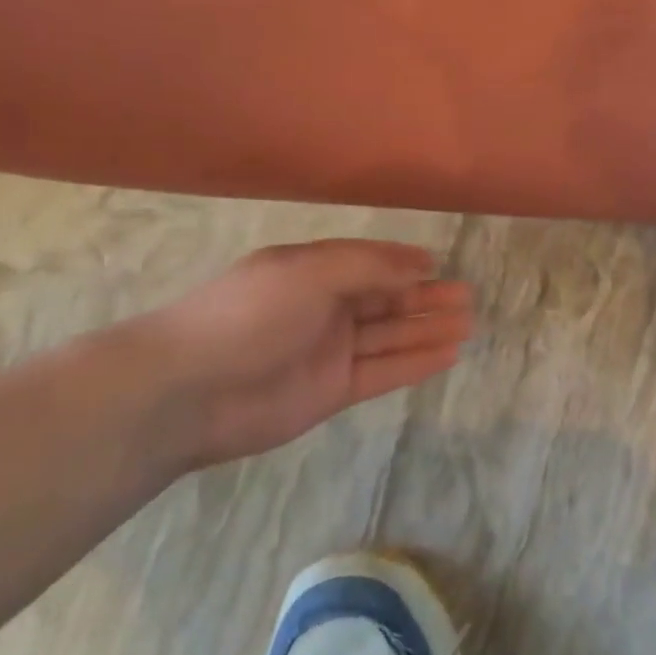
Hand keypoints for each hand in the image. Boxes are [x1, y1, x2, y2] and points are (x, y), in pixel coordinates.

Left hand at [132, 239, 473, 468]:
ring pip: (389, 336)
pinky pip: (382, 372)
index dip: (405, 265)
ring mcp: (328, 351)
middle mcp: (323, 308)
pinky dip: (415, 363)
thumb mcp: (312, 273)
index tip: (441, 266)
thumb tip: (421, 263)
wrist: (186, 391)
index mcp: (312, 271)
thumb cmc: (250, 314)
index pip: (370, 263)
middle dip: (426, 298)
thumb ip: (371, 267)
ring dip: (428, 329)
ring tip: (469, 325)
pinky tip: (447, 354)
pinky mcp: (331, 391)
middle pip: (385, 301)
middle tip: (468, 298)